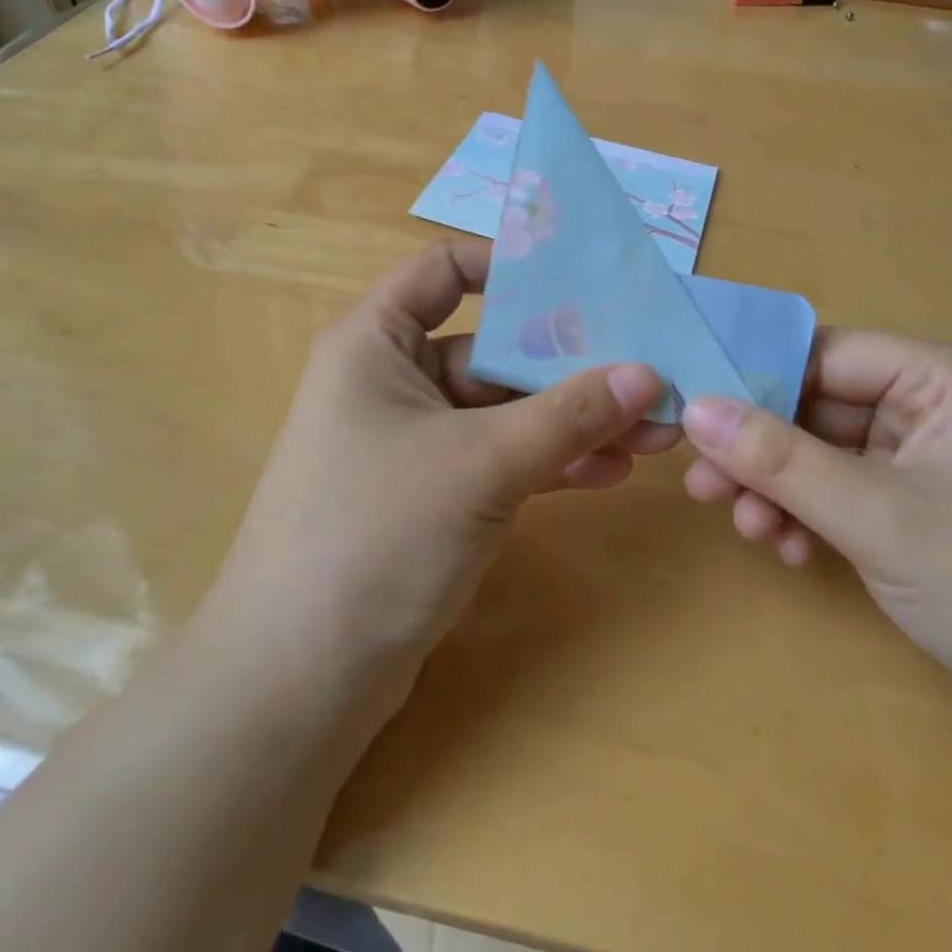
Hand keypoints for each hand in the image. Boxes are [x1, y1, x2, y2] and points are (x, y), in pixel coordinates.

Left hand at [210, 240, 677, 694]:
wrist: (298, 686)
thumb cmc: (375, 537)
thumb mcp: (480, 463)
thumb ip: (567, 414)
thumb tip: (648, 373)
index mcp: (377, 340)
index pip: (445, 269)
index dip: (511, 266)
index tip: (584, 280)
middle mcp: (392, 378)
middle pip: (492, 347)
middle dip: (572, 364)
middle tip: (651, 375)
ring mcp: (414, 440)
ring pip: (504, 409)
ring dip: (573, 419)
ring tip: (653, 431)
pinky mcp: (432, 495)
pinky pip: (500, 457)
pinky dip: (549, 460)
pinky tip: (609, 472)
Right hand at [680, 331, 951, 767]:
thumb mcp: (879, 517)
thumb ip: (779, 459)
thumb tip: (692, 408)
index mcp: (938, 378)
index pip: (820, 353)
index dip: (752, 378)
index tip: (691, 411)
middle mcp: (930, 408)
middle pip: (815, 407)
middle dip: (759, 449)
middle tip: (702, 484)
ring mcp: (924, 465)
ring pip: (821, 455)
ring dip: (779, 489)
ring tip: (748, 529)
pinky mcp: (919, 515)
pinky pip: (842, 495)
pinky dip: (809, 517)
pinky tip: (790, 552)